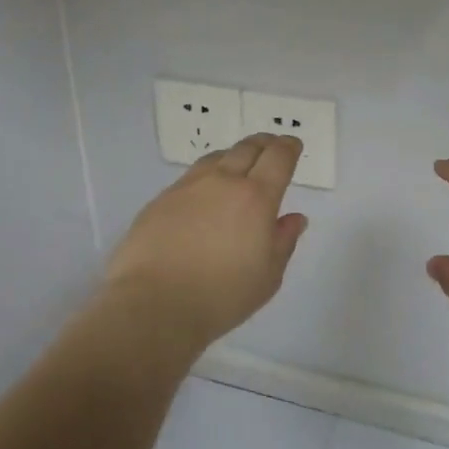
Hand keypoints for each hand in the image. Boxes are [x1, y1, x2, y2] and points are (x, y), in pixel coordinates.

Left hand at [102, 134, 308, 357]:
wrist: (155, 304)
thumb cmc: (222, 296)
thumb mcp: (267, 276)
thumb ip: (283, 241)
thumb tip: (294, 218)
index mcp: (256, 198)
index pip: (278, 158)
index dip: (288, 148)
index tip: (293, 145)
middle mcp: (223, 182)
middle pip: (247, 149)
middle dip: (264, 144)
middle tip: (270, 146)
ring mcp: (188, 187)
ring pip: (216, 158)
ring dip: (233, 156)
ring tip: (237, 165)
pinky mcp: (161, 200)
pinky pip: (190, 177)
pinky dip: (206, 176)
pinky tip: (204, 193)